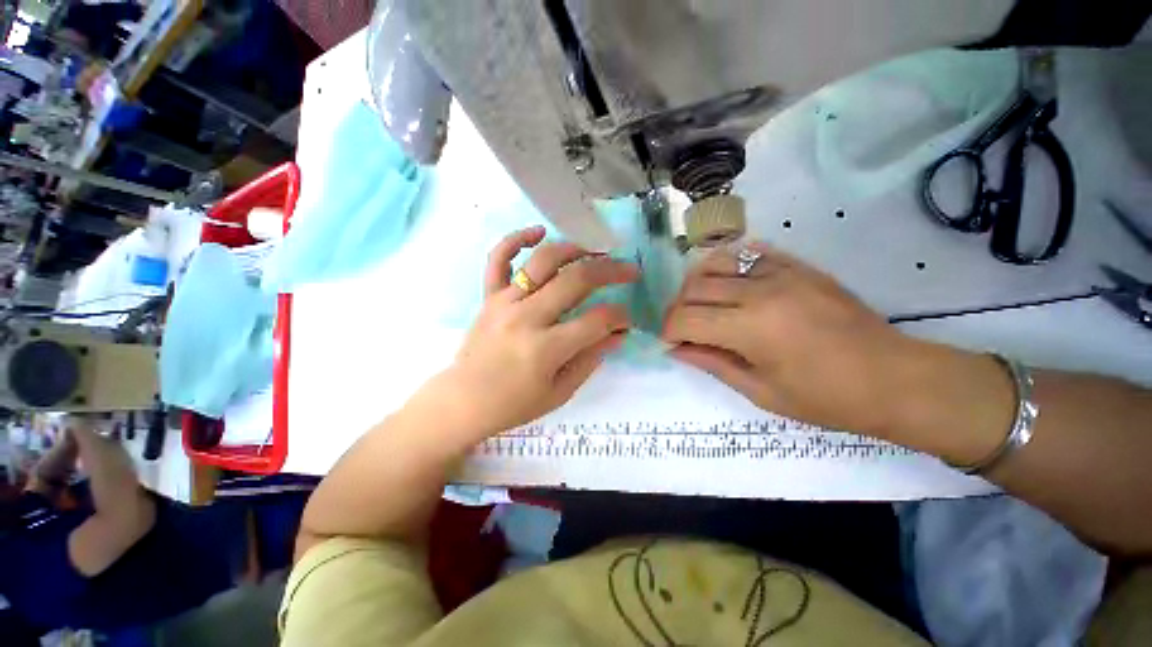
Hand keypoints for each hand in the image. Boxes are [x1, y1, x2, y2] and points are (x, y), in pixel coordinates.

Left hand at [435, 226, 637, 438]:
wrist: (464, 401)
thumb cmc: (514, 404)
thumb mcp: (560, 391)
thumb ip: (591, 359)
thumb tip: (619, 334)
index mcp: (546, 348)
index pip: (597, 320)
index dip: (620, 316)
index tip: (627, 319)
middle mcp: (527, 317)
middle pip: (576, 280)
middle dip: (611, 271)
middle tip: (628, 270)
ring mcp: (505, 302)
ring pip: (543, 261)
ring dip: (574, 249)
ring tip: (594, 250)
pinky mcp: (489, 297)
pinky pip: (498, 259)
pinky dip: (516, 239)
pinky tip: (537, 232)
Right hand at [662, 242, 926, 434]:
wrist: (894, 378)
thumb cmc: (826, 398)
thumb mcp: (761, 392)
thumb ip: (712, 363)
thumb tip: (677, 349)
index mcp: (750, 329)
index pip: (685, 319)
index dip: (668, 331)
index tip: (670, 343)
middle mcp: (759, 292)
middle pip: (693, 288)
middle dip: (677, 309)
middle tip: (682, 328)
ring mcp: (780, 272)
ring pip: (714, 263)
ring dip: (697, 284)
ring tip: (703, 304)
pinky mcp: (797, 265)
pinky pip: (748, 252)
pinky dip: (728, 266)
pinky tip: (730, 285)